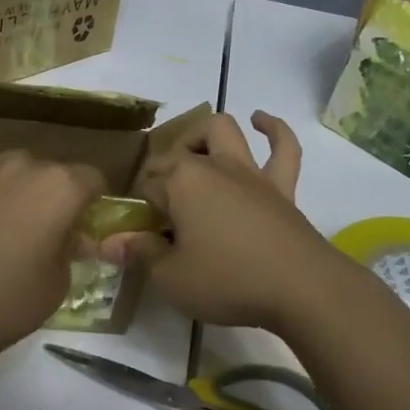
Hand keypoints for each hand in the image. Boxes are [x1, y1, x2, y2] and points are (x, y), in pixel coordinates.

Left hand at [0, 139, 102, 363]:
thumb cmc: (10, 302)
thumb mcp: (58, 283)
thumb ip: (70, 249)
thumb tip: (73, 237)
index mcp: (62, 189)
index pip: (91, 179)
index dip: (90, 202)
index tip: (81, 226)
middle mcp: (26, 167)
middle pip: (51, 171)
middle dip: (53, 196)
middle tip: (43, 232)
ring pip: (13, 162)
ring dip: (18, 182)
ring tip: (6, 216)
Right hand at [100, 111, 346, 330]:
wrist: (301, 288)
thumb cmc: (228, 280)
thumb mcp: (171, 277)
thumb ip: (140, 253)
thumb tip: (108, 243)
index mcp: (180, 183)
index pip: (146, 186)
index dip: (140, 210)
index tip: (140, 237)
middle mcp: (212, 166)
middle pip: (177, 153)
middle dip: (162, 171)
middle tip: (162, 207)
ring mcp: (250, 172)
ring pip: (224, 131)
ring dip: (205, 135)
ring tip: (196, 151)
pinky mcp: (282, 186)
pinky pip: (283, 148)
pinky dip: (273, 129)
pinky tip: (261, 121)